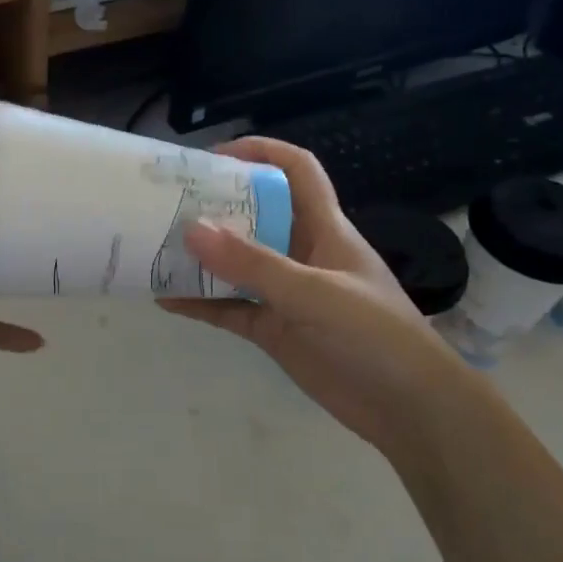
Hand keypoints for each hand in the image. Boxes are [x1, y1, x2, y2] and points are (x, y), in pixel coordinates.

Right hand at [160, 138, 451, 454]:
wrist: (408, 409)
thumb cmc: (375, 335)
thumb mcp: (315, 293)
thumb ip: (254, 264)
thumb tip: (192, 229)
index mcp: (324, 229)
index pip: (296, 171)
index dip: (260, 153)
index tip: (212, 158)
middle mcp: (302, 254)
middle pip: (255, 215)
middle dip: (214, 205)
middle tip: (165, 202)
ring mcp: (286, 294)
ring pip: (236, 265)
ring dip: (200, 257)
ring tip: (154, 247)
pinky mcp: (274, 330)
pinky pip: (229, 309)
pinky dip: (200, 304)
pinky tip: (165, 300)